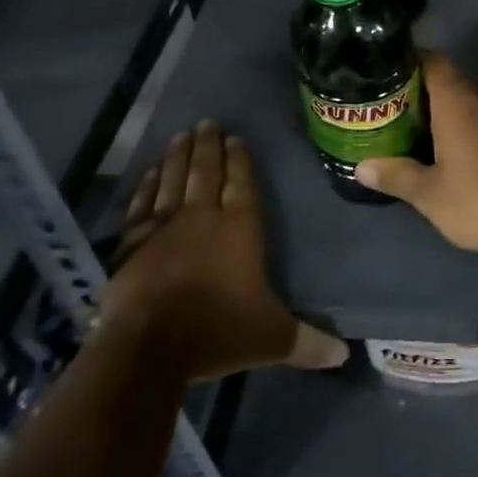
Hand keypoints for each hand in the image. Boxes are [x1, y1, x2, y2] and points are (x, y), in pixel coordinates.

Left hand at [103, 120, 346, 379]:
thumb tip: (345, 355)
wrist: (149, 348)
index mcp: (239, 228)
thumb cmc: (217, 332)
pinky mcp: (132, 242)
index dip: (240, 159)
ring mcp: (164, 226)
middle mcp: (203, 216)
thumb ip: (307, 342)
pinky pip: (142, 203)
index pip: (241, 182)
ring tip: (183, 133)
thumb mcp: (271, 338)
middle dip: (209, 145)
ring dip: (179, 155)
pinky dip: (147, 184)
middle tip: (207, 121)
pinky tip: (151, 171)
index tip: (235, 136)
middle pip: (206, 171)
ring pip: (174, 179)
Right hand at [353, 52, 477, 256]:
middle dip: (418, 91)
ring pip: (464, 102)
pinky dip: (459, 128)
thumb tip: (361, 167)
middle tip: (387, 107)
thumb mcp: (429, 193)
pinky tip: (444, 152)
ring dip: (440, 111)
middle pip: (447, 80)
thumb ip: (396, 175)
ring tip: (409, 129)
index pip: (432, 60)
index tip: (384, 72)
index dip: (408, 60)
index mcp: (457, 100)